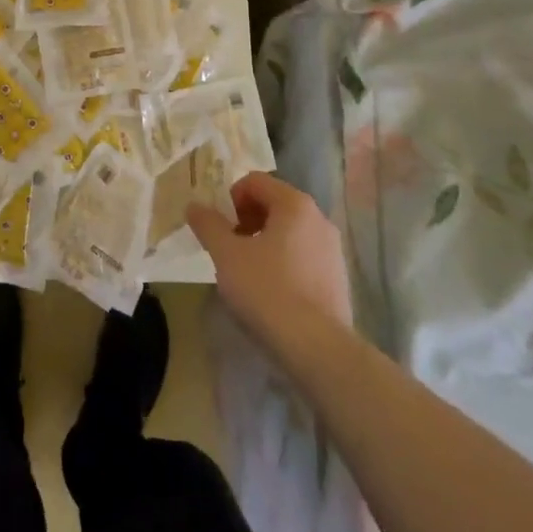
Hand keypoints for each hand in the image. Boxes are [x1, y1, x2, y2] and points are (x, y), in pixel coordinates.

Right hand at [189, 172, 352, 357]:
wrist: (318, 349)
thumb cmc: (268, 290)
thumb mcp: (226, 255)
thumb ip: (208, 225)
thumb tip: (194, 205)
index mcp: (294, 204)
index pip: (255, 181)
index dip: (230, 198)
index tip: (219, 227)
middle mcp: (319, 218)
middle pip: (273, 205)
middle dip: (246, 220)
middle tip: (229, 248)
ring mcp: (333, 250)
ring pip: (289, 233)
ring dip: (264, 242)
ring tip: (248, 273)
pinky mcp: (338, 279)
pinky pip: (303, 257)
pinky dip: (284, 263)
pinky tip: (272, 293)